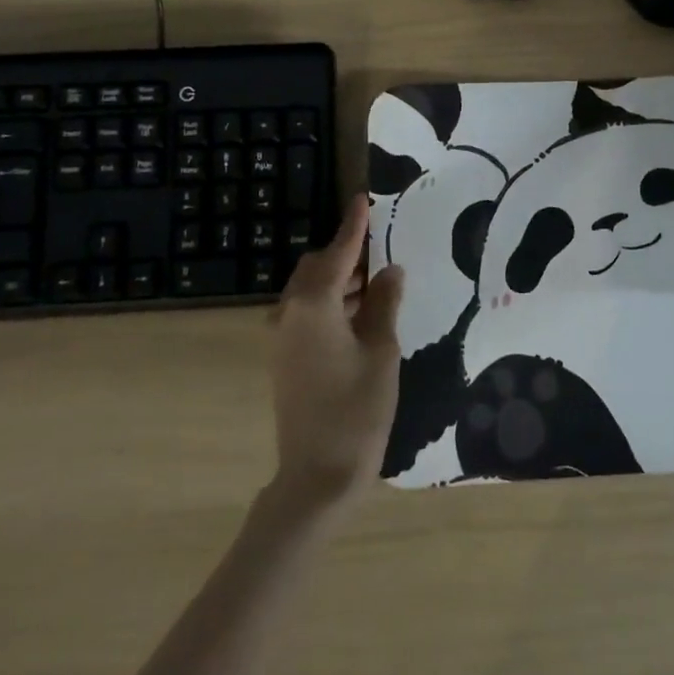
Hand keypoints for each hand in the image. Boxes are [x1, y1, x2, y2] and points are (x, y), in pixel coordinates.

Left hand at [267, 193, 403, 515]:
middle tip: (382, 247)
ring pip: (311, 291)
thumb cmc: (357, 409)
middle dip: (347, 253)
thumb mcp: (382, 350)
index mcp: (313, 304)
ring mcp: (283, 337)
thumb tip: (390, 270)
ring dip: (340, 280)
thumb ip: (385, 303)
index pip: (337, 252)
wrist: (317, 476)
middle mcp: (289, 313)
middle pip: (317, 267)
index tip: (363, 198)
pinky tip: (361, 313)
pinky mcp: (285, 357)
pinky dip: (332, 303)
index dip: (354, 225)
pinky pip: (307, 313)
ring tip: (379, 280)